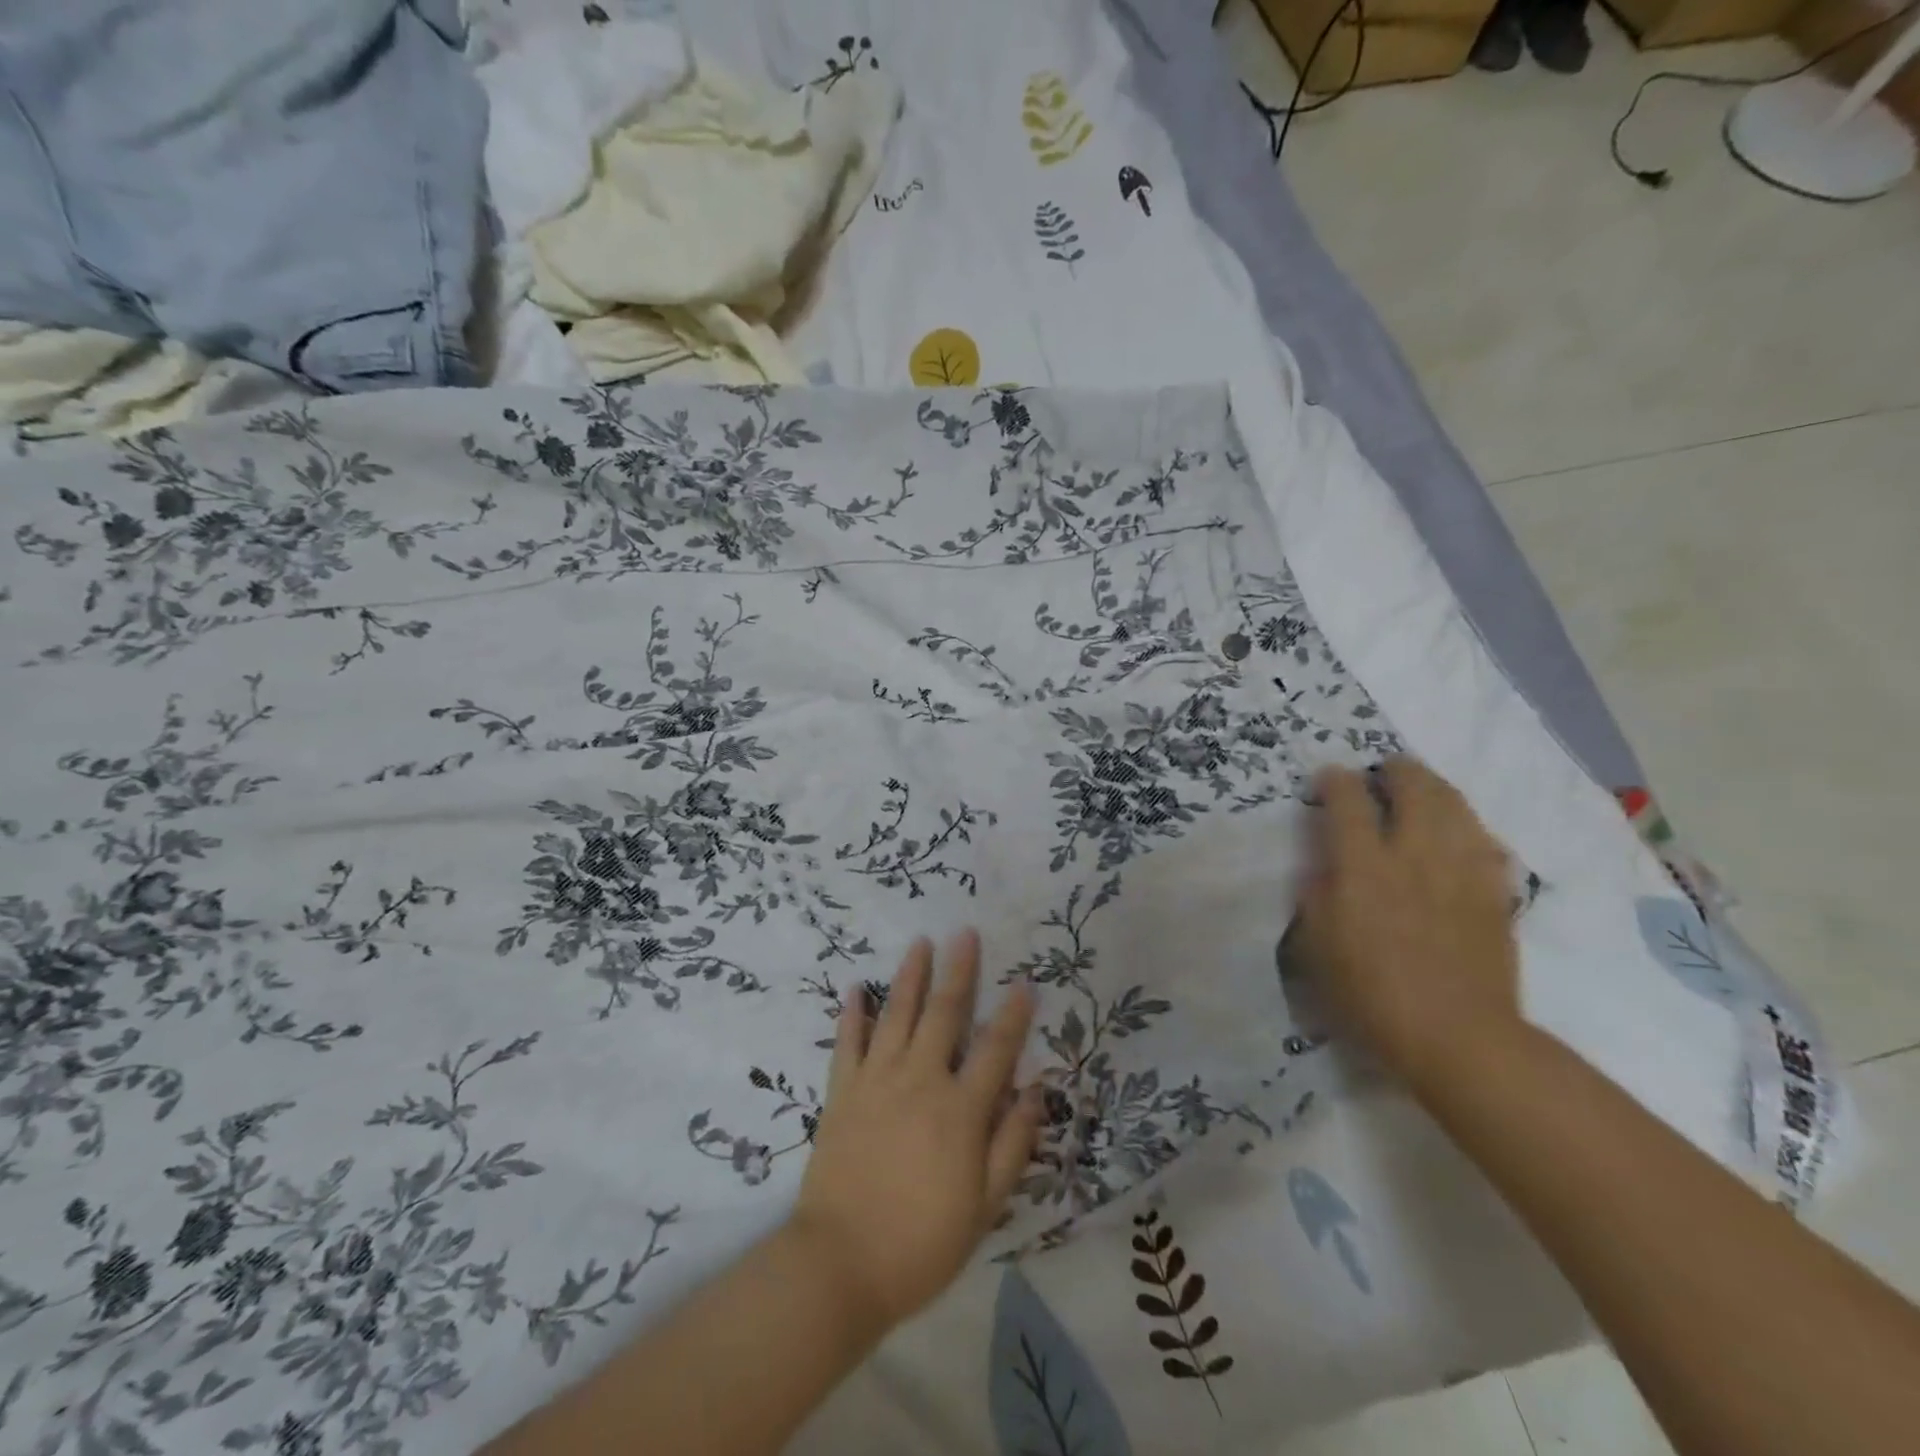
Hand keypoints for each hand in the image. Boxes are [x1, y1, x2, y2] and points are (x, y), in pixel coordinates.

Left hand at [787, 931, 1043, 1332]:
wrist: (840, 1264)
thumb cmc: (921, 1242)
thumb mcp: (984, 1206)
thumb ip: (1011, 1144)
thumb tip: (1035, 1091)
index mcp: (960, 1109)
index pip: (995, 1049)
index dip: (1013, 1015)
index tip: (1024, 982)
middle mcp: (920, 1080)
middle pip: (944, 1014)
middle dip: (959, 971)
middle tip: (965, 933)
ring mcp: (877, 1081)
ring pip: (897, 1015)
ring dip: (910, 976)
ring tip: (920, 942)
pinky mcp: (842, 1092)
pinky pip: (847, 1043)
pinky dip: (851, 1014)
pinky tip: (854, 989)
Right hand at [1295, 758, 1520, 1092]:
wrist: (1456, 1036)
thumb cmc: (1369, 993)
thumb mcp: (1317, 944)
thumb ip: (1318, 892)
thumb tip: (1327, 863)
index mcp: (1364, 867)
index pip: (1349, 800)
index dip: (1336, 780)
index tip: (1329, 778)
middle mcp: (1415, 855)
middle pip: (1413, 787)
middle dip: (1396, 770)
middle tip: (1383, 772)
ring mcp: (1461, 871)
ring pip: (1455, 805)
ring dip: (1434, 788)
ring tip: (1421, 790)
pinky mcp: (1493, 892)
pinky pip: (1484, 840)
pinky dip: (1466, 826)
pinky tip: (1457, 833)